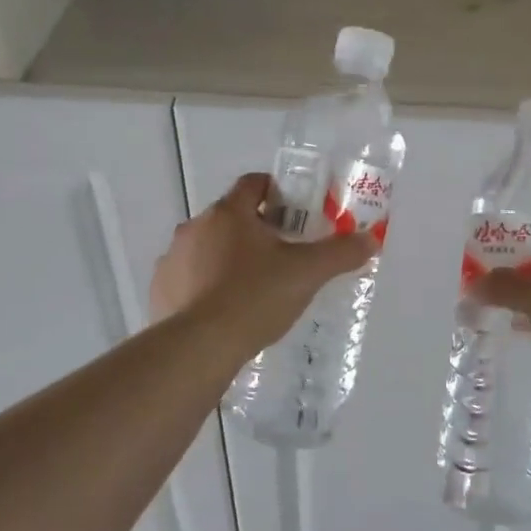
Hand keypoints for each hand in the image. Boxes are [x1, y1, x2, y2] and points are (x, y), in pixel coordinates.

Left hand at [150, 173, 377, 350]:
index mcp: (229, 213)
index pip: (252, 184)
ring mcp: (172, 258)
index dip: (276, 190)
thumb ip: (341, 253)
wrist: (200, 346)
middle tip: (283, 254)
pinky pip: (188, 277)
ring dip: (228, 257)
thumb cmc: (255, 297)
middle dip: (256, 229)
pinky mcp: (159, 289)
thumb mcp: (307, 274)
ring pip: (207, 247)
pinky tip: (224, 310)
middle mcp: (195, 227)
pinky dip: (205, 285)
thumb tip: (371, 239)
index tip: (295, 210)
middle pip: (231, 217)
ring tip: (253, 287)